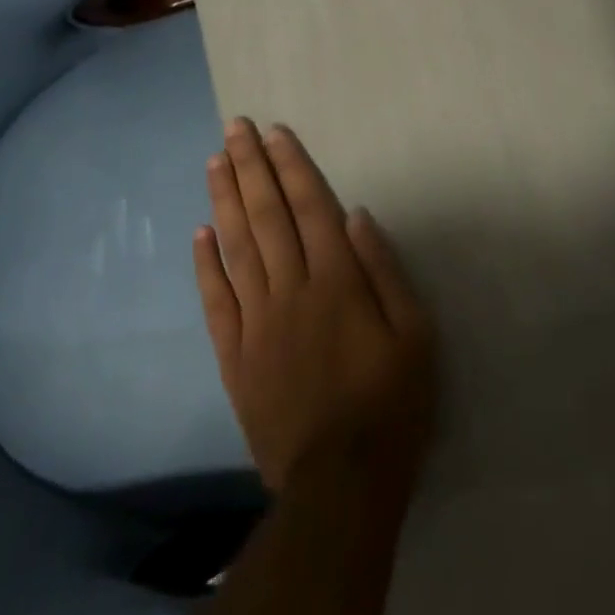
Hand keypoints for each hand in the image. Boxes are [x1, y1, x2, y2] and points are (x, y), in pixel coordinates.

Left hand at [195, 119, 437, 495]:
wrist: (340, 486)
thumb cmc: (391, 404)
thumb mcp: (415, 334)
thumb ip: (384, 270)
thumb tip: (355, 215)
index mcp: (337, 281)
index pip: (310, 207)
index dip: (291, 166)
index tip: (274, 133)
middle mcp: (291, 290)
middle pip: (267, 216)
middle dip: (250, 167)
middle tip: (233, 128)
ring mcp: (257, 322)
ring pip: (236, 248)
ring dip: (224, 200)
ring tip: (214, 161)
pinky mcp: (235, 356)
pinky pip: (217, 301)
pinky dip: (206, 265)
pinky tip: (199, 233)